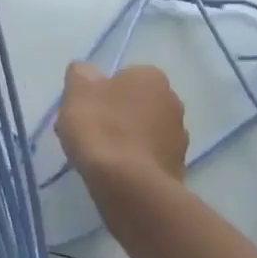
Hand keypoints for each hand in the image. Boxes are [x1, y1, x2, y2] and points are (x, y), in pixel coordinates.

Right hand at [57, 62, 189, 191]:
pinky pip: (147, 157)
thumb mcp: (78, 91)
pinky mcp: (177, 168)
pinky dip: (132, 161)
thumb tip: (87, 72)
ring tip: (96, 157)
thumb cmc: (101, 128)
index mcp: (152, 77)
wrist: (129, 185)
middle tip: (86, 132)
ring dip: (123, 139)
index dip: (100, 92)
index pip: (122, 76)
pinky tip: (113, 173)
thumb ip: (80, 74)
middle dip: (112, 115)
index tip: (83, 109)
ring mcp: (179, 137)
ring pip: (141, 131)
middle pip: (133, 104)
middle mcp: (173, 101)